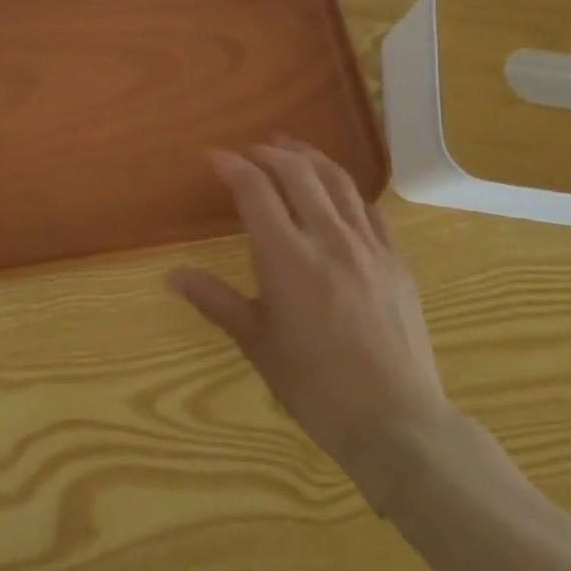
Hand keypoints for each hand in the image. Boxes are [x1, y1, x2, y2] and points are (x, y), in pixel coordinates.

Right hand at [169, 139, 454, 511]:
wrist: (398, 424)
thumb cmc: (317, 387)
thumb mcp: (257, 343)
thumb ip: (215, 301)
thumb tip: (172, 276)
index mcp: (287, 257)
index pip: (254, 188)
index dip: (229, 164)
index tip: (210, 157)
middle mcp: (328, 238)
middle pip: (296, 170)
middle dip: (266, 152)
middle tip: (246, 152)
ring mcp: (368, 245)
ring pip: (336, 179)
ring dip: (307, 155)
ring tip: (288, 147)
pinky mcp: (395, 259)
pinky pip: (367, 206)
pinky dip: (343, 186)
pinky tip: (334, 189)